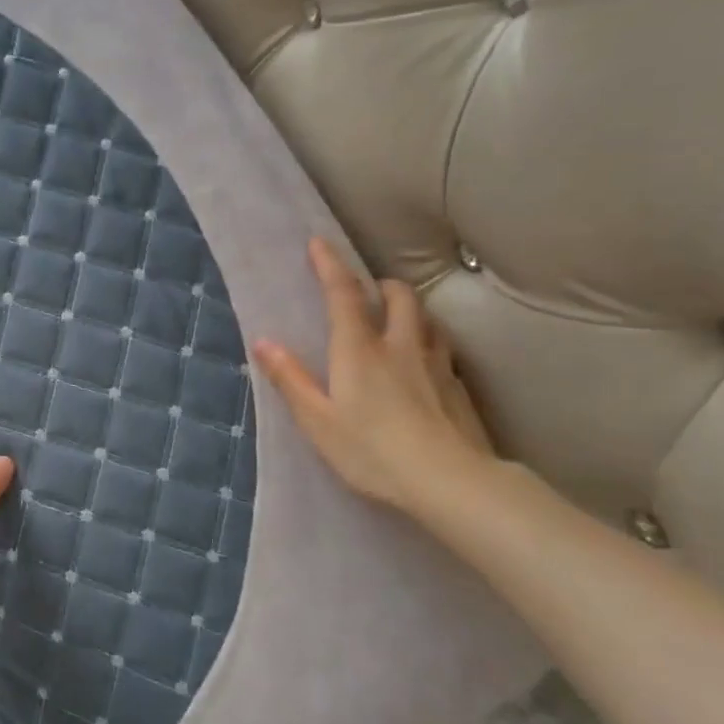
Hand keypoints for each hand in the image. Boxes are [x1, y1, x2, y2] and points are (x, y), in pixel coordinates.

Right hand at [252, 238, 495, 515]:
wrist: (449, 481)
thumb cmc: (371, 451)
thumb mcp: (318, 420)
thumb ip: (291, 379)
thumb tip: (264, 341)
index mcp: (359, 350)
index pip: (343, 295)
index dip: (329, 266)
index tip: (319, 243)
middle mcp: (400, 346)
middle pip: (398, 296)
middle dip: (381, 284)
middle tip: (368, 291)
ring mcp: (436, 364)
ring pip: (427, 319)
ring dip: (410, 309)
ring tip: (398, 320)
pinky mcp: (459, 387)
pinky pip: (444, 349)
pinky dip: (429, 341)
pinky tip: (425, 363)